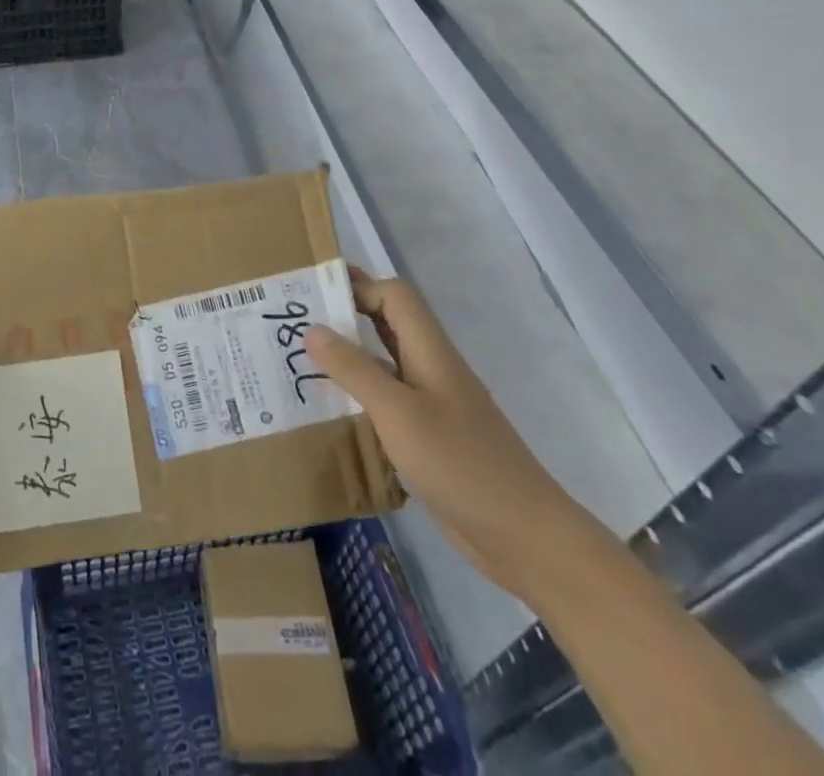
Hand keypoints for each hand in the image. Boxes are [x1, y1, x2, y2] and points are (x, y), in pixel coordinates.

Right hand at [307, 268, 606, 601]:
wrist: (525, 537)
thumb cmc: (460, 463)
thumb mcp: (398, 413)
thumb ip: (354, 369)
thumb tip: (312, 329)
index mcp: (430, 351)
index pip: (394, 296)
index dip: (357, 286)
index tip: (313, 292)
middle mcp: (431, 368)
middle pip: (389, 323)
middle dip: (348, 313)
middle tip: (298, 317)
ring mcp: (433, 403)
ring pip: (386, 361)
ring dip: (349, 354)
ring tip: (303, 358)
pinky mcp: (430, 436)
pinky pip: (388, 399)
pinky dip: (359, 393)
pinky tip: (332, 409)